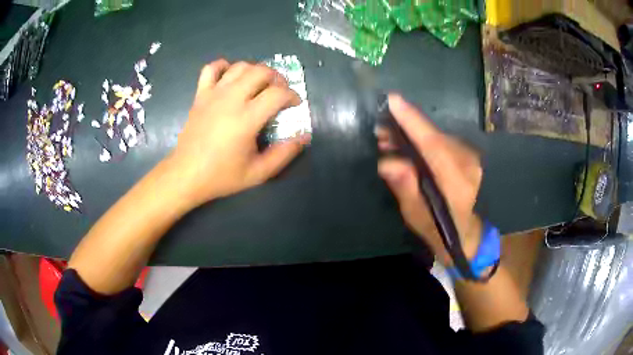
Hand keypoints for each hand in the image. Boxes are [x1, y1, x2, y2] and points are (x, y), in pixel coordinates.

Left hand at [168, 60, 309, 208]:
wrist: (186, 174)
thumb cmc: (222, 176)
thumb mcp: (258, 173)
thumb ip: (284, 154)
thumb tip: (304, 136)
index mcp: (247, 118)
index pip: (278, 93)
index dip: (292, 95)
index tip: (294, 104)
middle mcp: (231, 99)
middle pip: (261, 71)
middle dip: (277, 78)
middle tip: (279, 91)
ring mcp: (213, 94)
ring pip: (240, 66)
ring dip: (255, 70)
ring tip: (259, 84)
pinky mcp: (200, 95)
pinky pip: (211, 69)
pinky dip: (223, 66)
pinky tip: (229, 76)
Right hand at [377, 94, 482, 264]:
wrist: (469, 236)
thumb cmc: (440, 232)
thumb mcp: (417, 217)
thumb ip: (405, 189)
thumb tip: (387, 162)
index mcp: (457, 184)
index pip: (434, 146)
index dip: (413, 122)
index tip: (393, 101)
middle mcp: (468, 165)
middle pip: (434, 136)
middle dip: (406, 127)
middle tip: (380, 129)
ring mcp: (472, 158)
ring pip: (437, 136)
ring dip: (413, 133)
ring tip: (388, 138)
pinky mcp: (469, 155)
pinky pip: (442, 141)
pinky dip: (424, 140)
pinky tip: (408, 145)